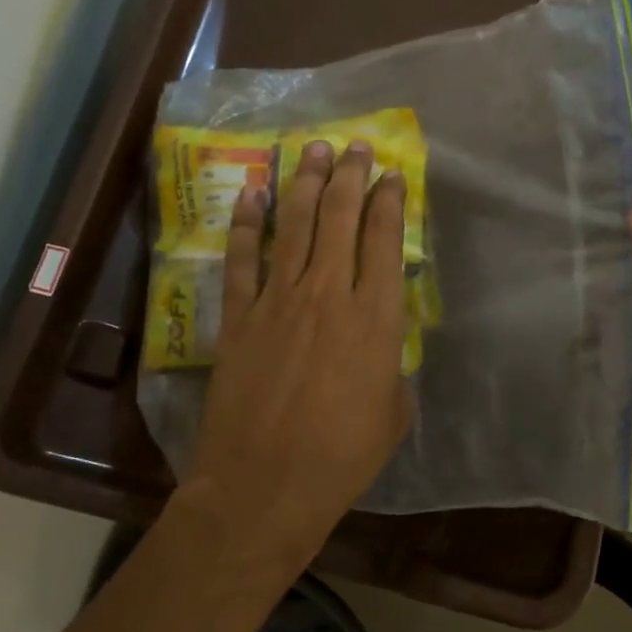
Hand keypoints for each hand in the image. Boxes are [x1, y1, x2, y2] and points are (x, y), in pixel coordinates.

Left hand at [182, 138, 410, 571]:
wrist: (265, 485)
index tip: (392, 175)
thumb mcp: (393, 413)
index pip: (384, 241)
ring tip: (312, 150)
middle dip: (350, 176)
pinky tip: (253, 193)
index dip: (389, 202)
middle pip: (340, 218)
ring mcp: (278, 301)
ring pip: (294, 226)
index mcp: (376, 319)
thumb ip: (392, 368)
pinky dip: (246, 223)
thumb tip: (383, 349)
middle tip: (355, 147)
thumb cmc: (342, 457)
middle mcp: (328, 295)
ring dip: (305, 183)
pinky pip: (242, 258)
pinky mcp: (238, 317)